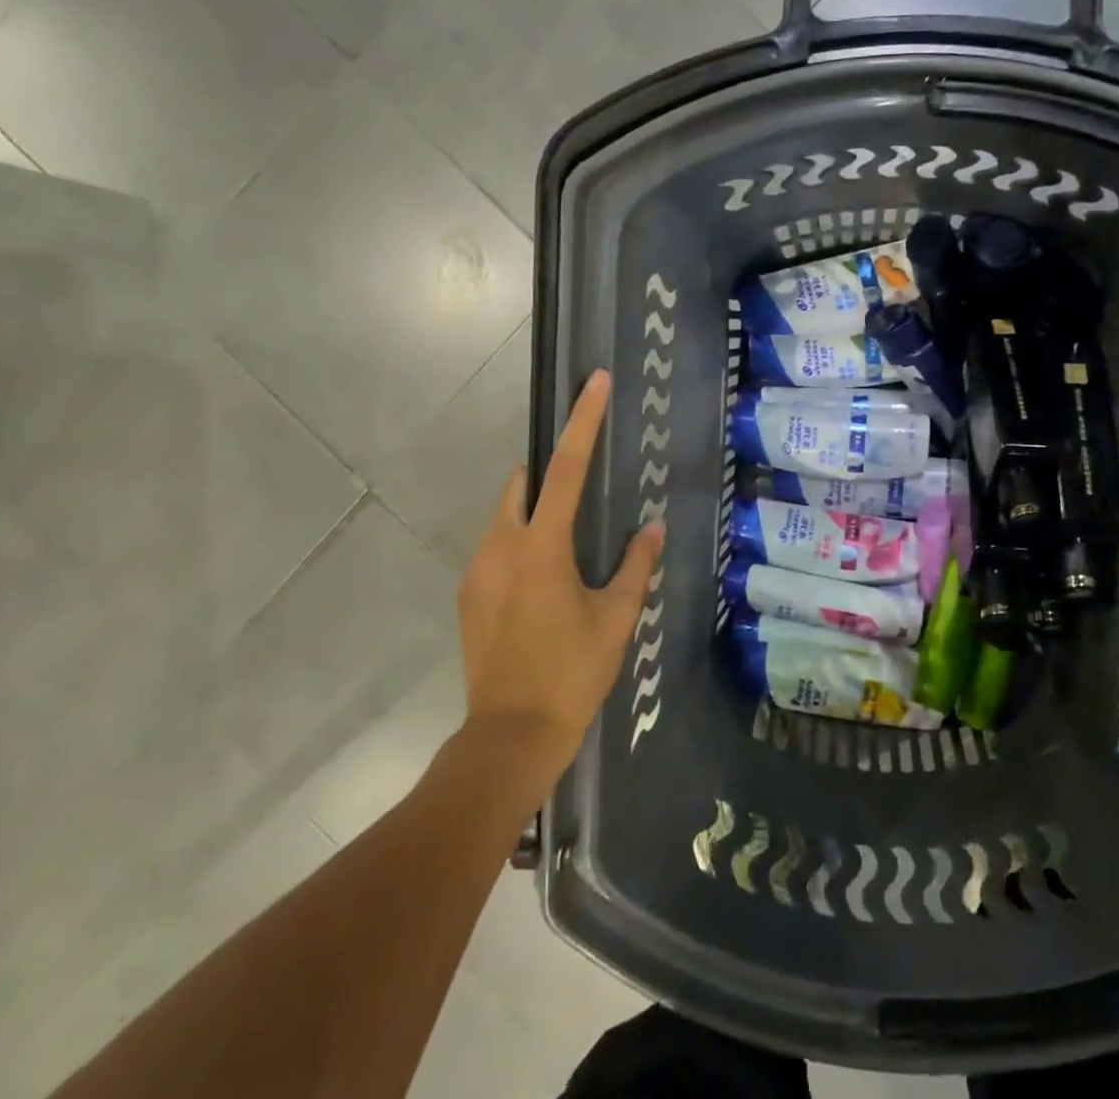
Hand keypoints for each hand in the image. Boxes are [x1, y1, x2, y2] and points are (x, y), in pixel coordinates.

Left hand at [457, 370, 664, 789]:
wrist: (509, 736)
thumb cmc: (572, 672)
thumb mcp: (616, 617)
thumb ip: (635, 565)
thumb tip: (650, 527)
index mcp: (542, 547)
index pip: (567, 468)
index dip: (584, 422)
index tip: (595, 382)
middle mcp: (501, 547)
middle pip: (521, 486)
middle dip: (547, 474)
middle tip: (581, 489)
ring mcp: (477, 572)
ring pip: (504, 519)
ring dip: (533, 514)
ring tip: (567, 548)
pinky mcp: (468, 596)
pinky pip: (495, 549)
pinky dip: (519, 545)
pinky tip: (543, 584)